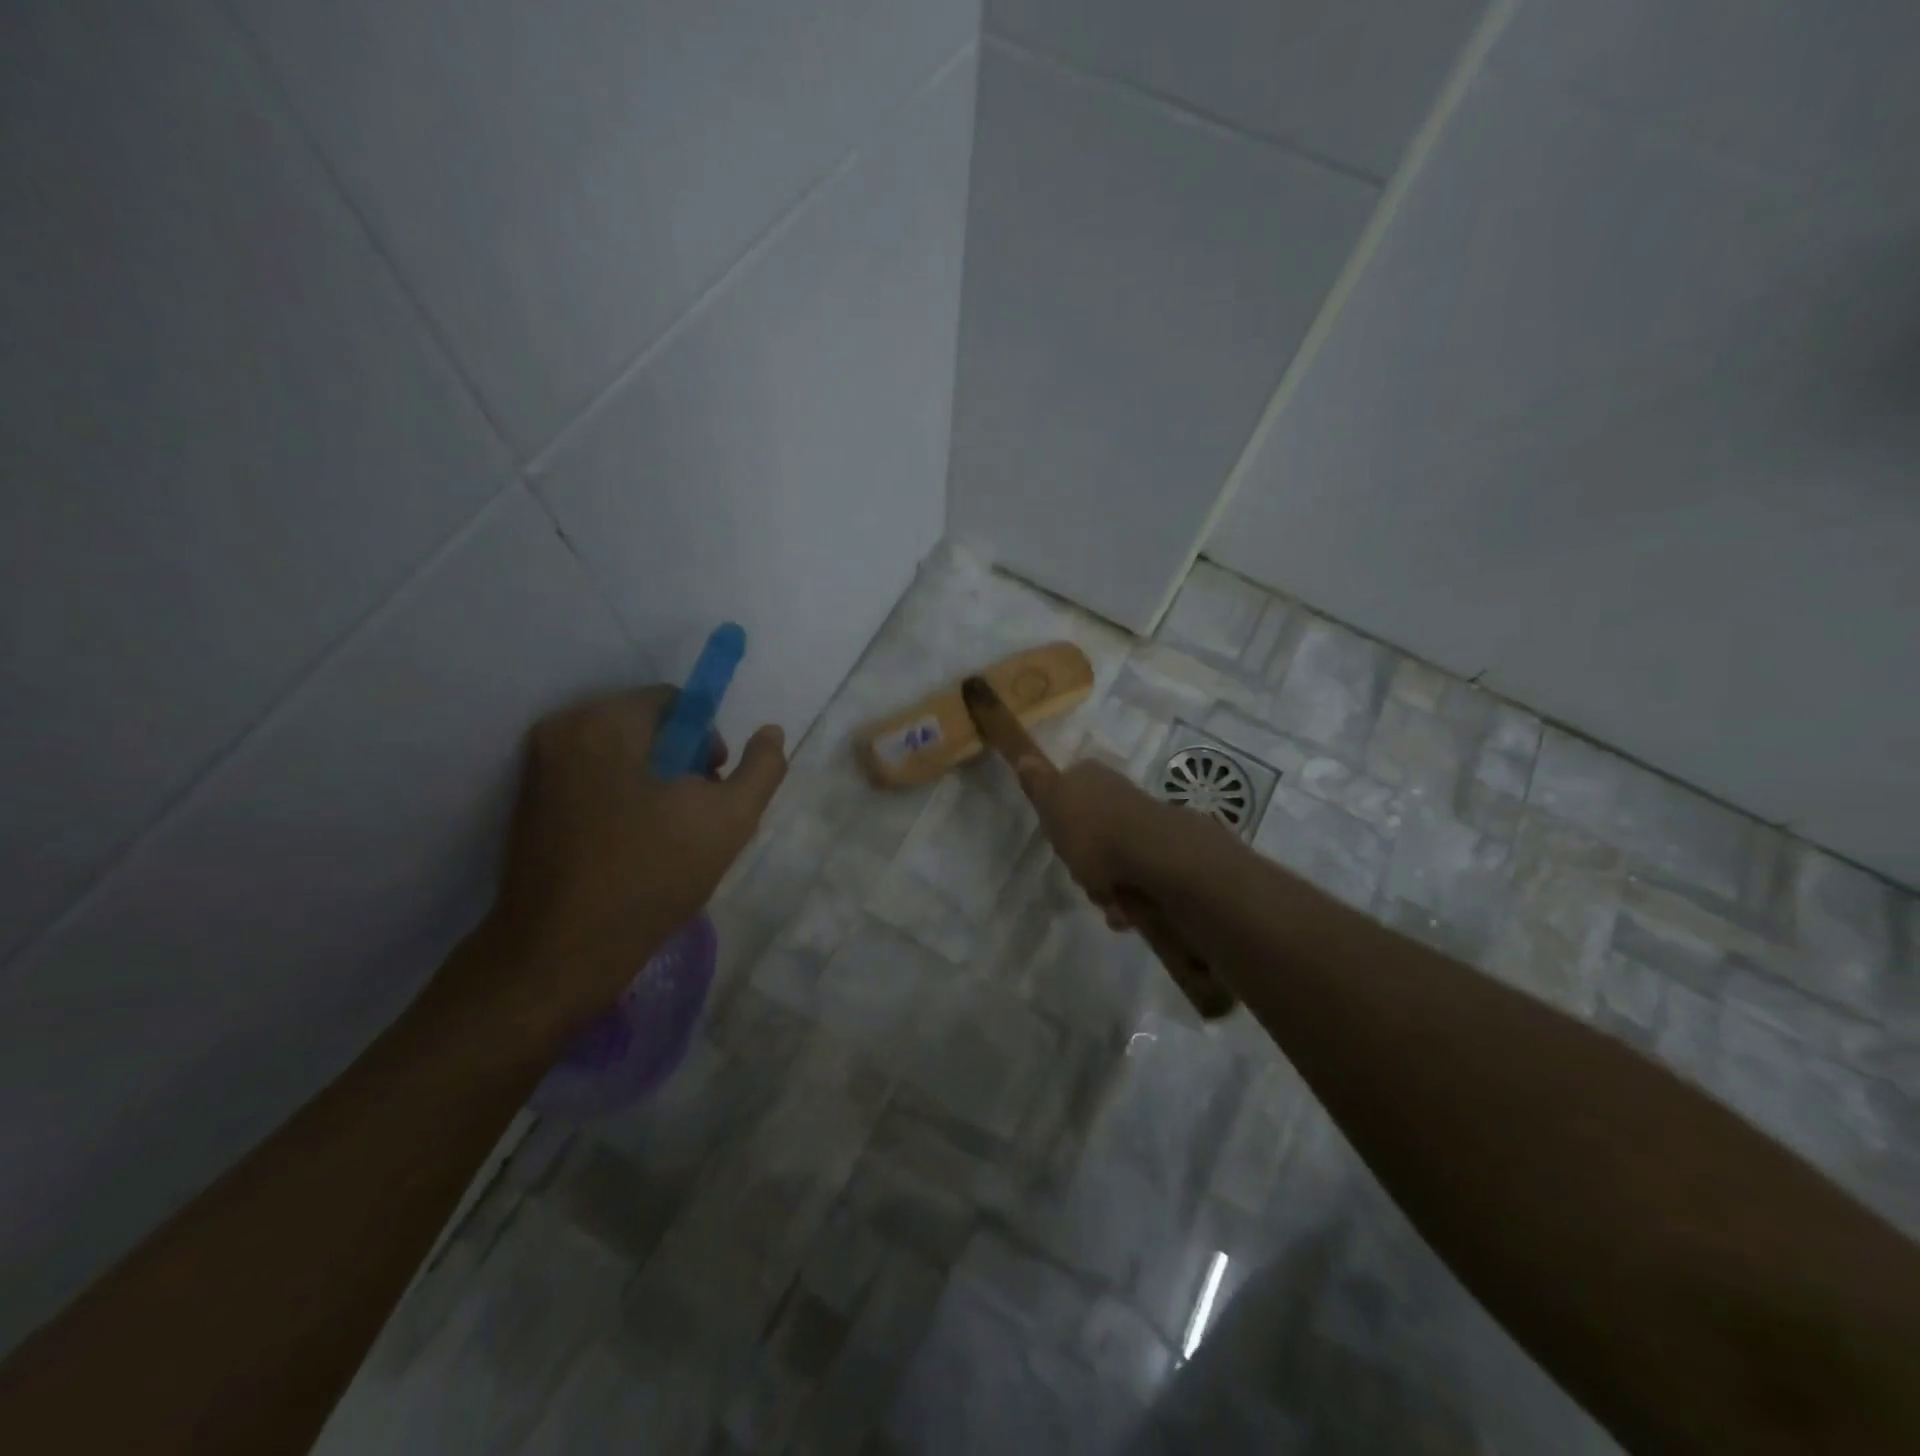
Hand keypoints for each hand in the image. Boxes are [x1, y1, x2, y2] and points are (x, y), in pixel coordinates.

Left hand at [485, 686, 786, 1032]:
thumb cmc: (651, 877)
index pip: (675, 702)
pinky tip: (632, 846)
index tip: (712, 790)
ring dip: (653, 782)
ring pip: (620, 755)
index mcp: (605, 722)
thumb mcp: (730, 821)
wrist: (560, 953)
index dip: (707, 742)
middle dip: (680, 763)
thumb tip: (771, 731)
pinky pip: (592, 779)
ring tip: (666, 837)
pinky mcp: (527, 802)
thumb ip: (762, 768)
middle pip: (646, 726)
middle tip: (694, 817)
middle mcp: (562, 730)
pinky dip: (621, 798)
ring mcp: (537, 767)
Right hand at [1016, 756, 1220, 931]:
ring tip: (1107, 899)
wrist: (1154, 856)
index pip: (1066, 791)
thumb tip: (1024, 755)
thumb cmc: (1093, 829)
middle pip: (1087, 832)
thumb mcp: (1052, 802)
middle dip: (1082, 861)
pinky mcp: (1160, 855)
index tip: (1056, 838)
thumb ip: (1037, 783)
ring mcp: (1141, 825)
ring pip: (1109, 860)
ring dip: (1104, 887)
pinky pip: (1133, 880)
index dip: (1058, 818)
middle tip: (1080, 874)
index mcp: (1090, 777)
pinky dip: (1127, 899)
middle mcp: (1117, 794)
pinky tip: (1124, 909)